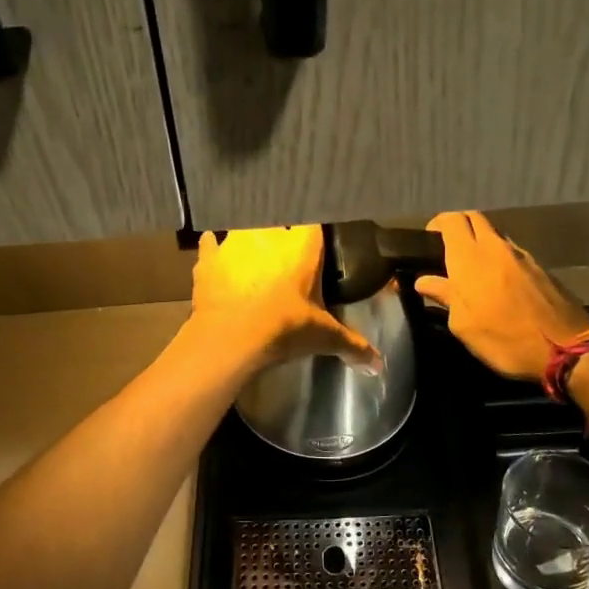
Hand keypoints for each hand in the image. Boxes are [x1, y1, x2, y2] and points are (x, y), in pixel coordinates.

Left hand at [190, 226, 380, 371]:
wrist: (230, 339)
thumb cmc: (284, 329)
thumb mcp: (324, 337)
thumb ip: (354, 346)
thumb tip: (379, 366)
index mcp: (302, 244)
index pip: (314, 224)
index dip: (313, 237)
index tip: (314, 250)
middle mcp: (269, 232)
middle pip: (278, 222)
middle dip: (280, 238)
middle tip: (284, 261)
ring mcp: (234, 241)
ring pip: (244, 229)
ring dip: (248, 242)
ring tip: (253, 261)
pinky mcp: (208, 256)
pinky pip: (212, 244)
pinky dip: (215, 251)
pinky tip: (219, 261)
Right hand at [414, 211, 588, 379]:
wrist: (566, 349)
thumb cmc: (504, 339)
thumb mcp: (464, 325)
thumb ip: (445, 296)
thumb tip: (424, 281)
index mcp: (470, 257)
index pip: (450, 220)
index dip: (437, 225)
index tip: (428, 242)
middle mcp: (496, 247)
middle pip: (474, 219)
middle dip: (459, 228)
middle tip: (448, 253)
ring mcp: (522, 255)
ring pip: (495, 235)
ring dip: (481, 244)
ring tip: (474, 271)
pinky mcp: (541, 267)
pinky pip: (513, 253)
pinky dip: (500, 259)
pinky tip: (499, 284)